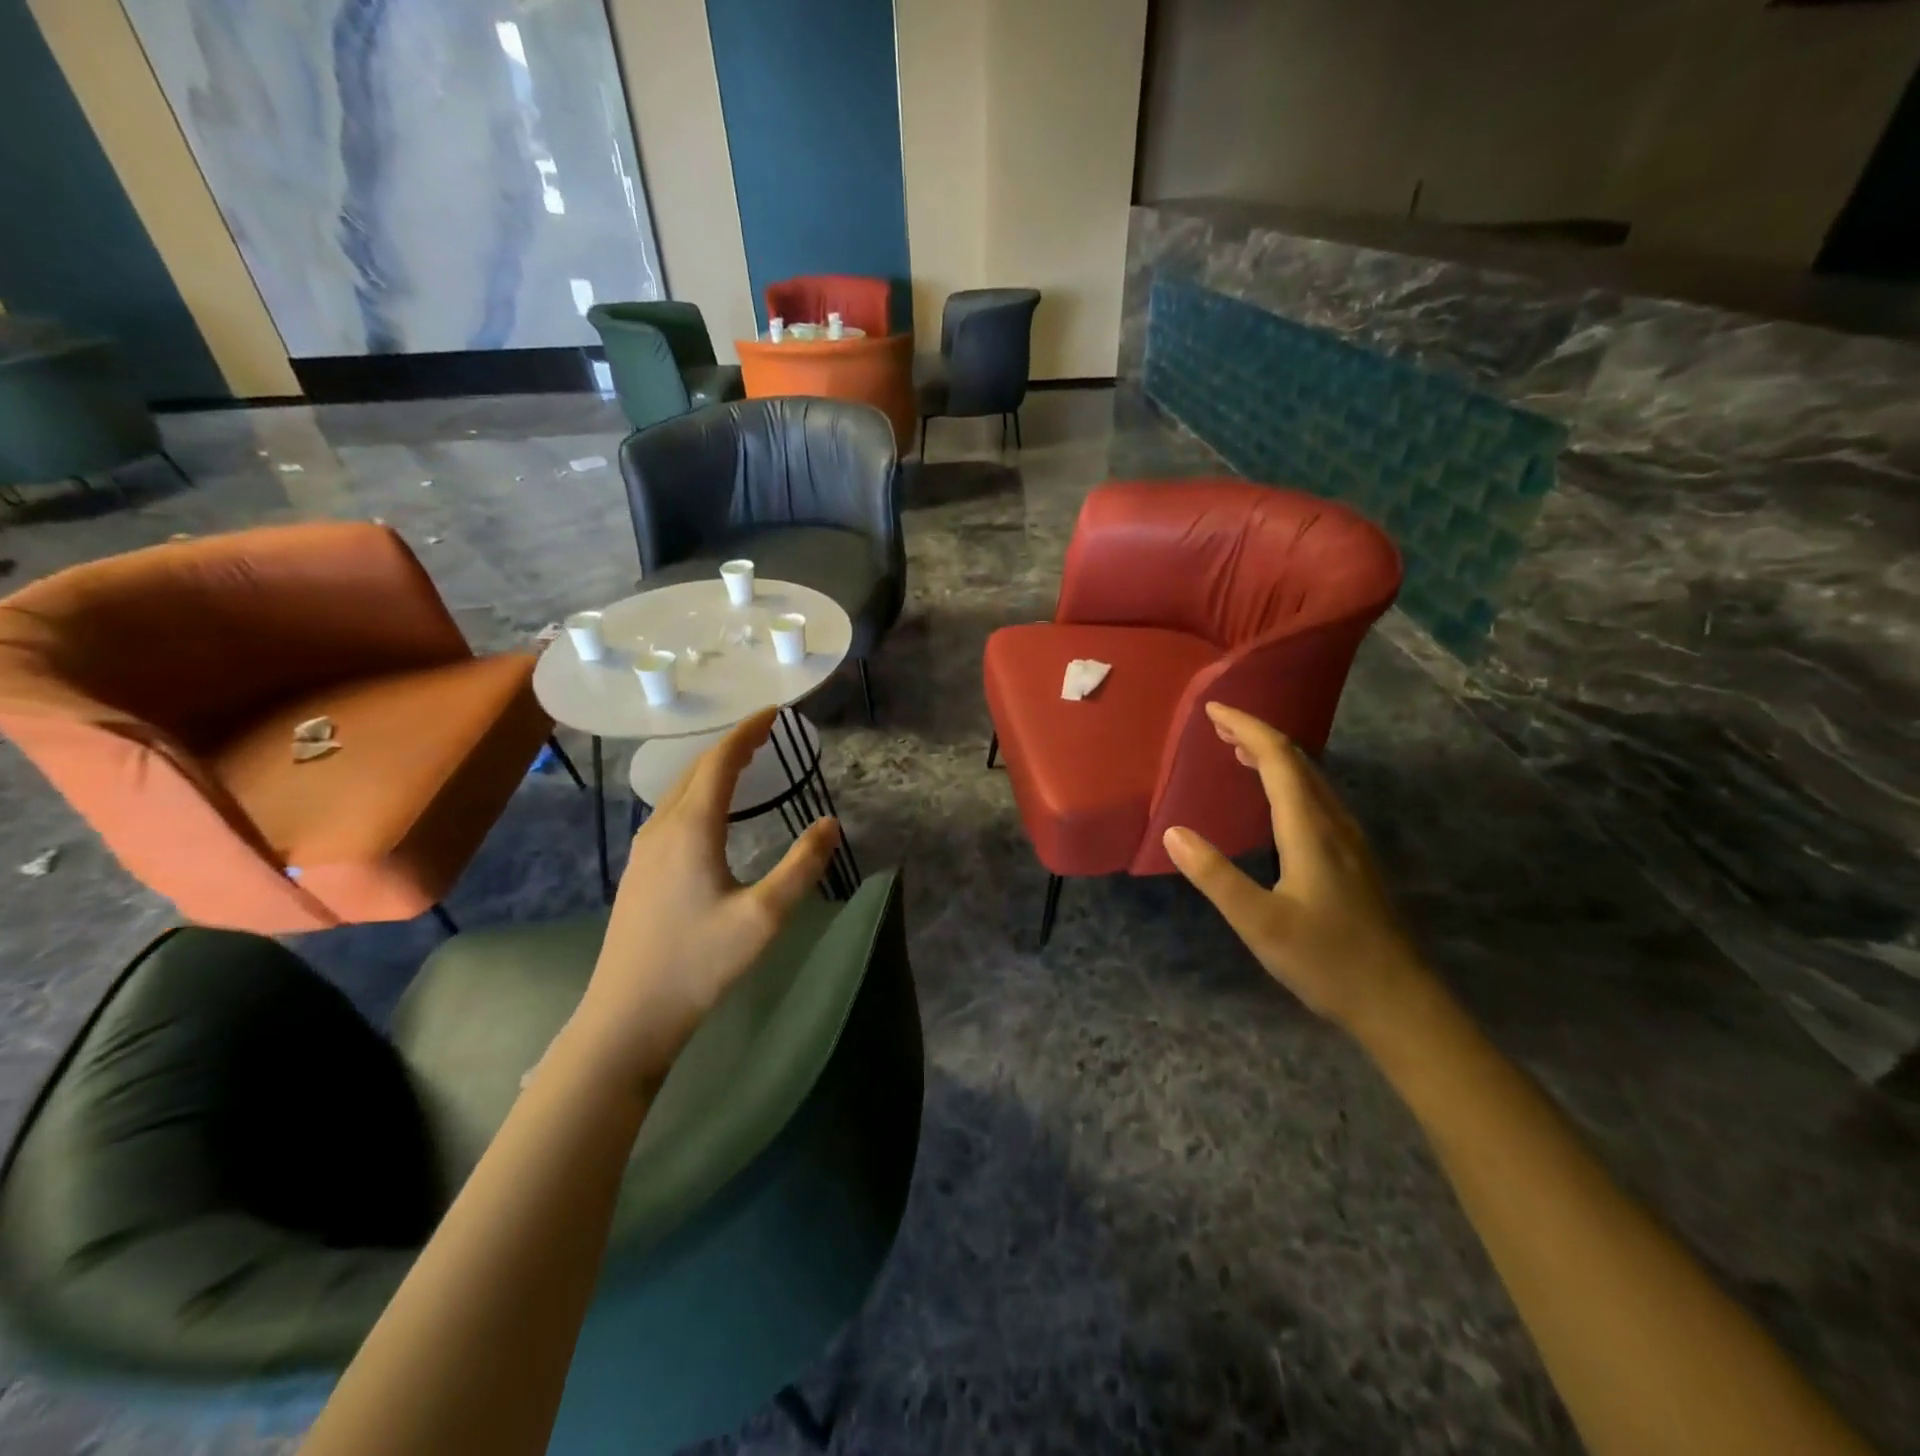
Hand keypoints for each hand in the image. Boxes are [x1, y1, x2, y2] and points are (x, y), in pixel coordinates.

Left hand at [558, 709, 839, 1091]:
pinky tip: (711, 811)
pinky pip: (671, 811)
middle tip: (766, 733)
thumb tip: (830, 823)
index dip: (747, 732)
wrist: (628, 1014)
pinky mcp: (639, 871)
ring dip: (712, 768)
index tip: (773, 712)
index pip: (719, 762)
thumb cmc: (699, 963)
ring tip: (743, 762)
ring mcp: (644, 850)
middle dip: (731, 745)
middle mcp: (661, 828)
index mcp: (691, 829)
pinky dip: (698, 792)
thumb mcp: (764, 917)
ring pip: (679, 791)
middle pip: (695, 770)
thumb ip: (801, 866)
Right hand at [1162, 702, 1433, 1035]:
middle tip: (1218, 727)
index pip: (1278, 759)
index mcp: (1311, 830)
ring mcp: (1352, 843)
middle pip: (1298, 762)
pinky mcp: (1356, 862)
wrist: (1401, 1004)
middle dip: (1257, 736)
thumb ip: (1215, 876)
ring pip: (1312, 781)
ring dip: (1275, 758)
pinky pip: (1319, 801)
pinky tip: (1277, 803)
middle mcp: (1335, 825)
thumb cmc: (1327, 961)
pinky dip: (1289, 783)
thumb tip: (1173, 832)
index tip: (1212, 710)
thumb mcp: (1259, 923)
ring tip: (1239, 753)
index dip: (1246, 728)